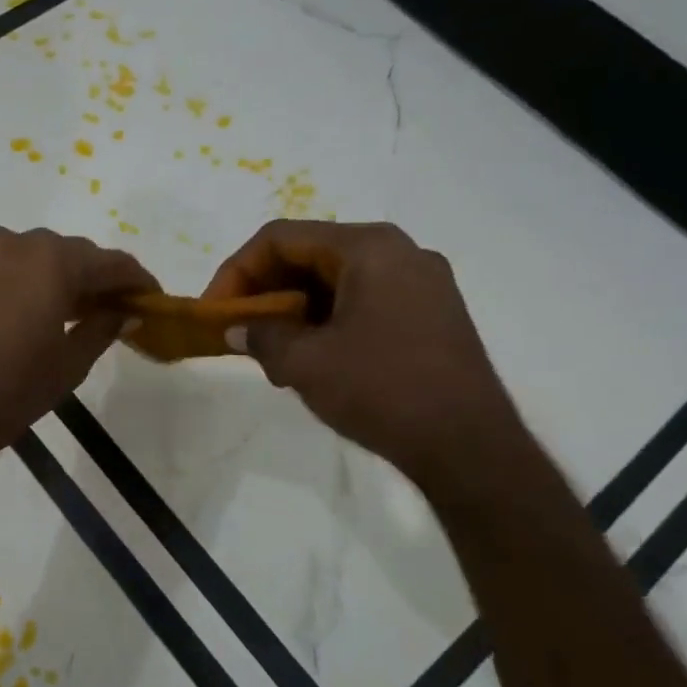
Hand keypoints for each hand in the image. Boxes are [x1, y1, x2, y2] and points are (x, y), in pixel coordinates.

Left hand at [0, 226, 155, 460]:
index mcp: (53, 260)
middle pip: (72, 254)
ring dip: (59, 275)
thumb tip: (128, 311)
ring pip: (36, 254)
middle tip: (114, 309)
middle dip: (96, 278)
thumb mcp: (71, 362)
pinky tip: (32, 307)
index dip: (137, 281)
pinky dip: (25, 278)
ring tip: (73, 310)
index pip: (110, 263)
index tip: (153, 299)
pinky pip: (5, 264)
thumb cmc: (14, 388)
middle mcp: (17, 242)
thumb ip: (104, 326)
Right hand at [204, 220, 523, 488]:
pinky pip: (361, 299)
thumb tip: (236, 330)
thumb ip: (260, 336)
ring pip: (334, 279)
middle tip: (237, 327)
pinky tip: (309, 355)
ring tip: (268, 348)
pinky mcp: (431, 313)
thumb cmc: (382, 390)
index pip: (281, 238)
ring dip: (291, 307)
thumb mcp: (304, 363)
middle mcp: (399, 252)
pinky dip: (324, 318)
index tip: (215, 310)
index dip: (237, 271)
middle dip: (264, 289)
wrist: (470, 448)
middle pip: (309, 254)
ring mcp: (422, 283)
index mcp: (369, 247)